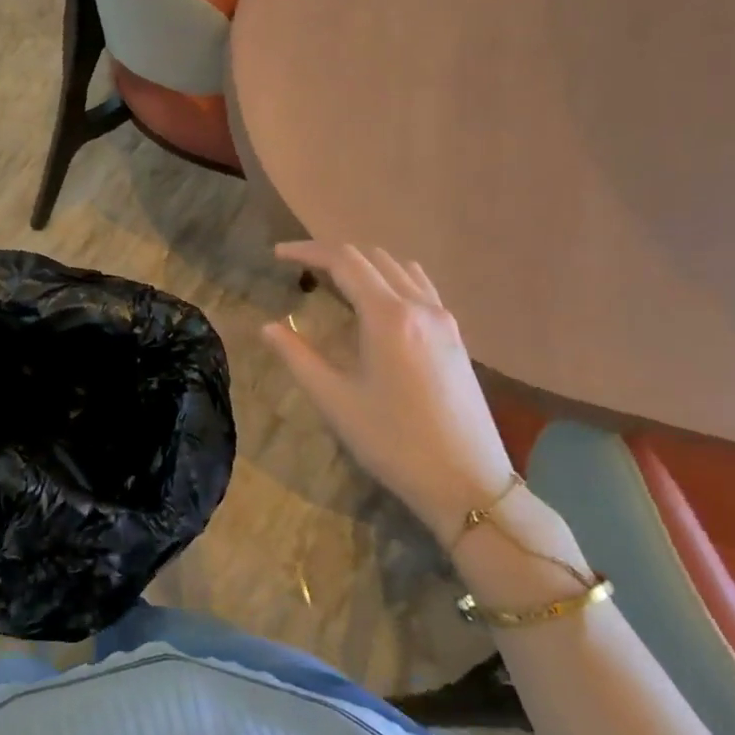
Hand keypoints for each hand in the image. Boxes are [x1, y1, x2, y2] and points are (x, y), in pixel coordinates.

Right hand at [262, 243, 513, 537]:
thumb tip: (267, 327)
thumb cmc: (393, 442)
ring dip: (364, 264)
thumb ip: (297, 356)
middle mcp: (419, 306)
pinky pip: (420, 286)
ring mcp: (444, 319)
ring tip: (335, 281)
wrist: (467, 483)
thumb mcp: (335, 400)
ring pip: (399, 268)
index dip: (307, 251)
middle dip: (332, 255)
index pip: (344, 261)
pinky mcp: (456, 336)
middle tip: (300, 268)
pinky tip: (377, 303)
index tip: (278, 254)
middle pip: (372, 258)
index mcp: (388, 316)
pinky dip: (391, 279)